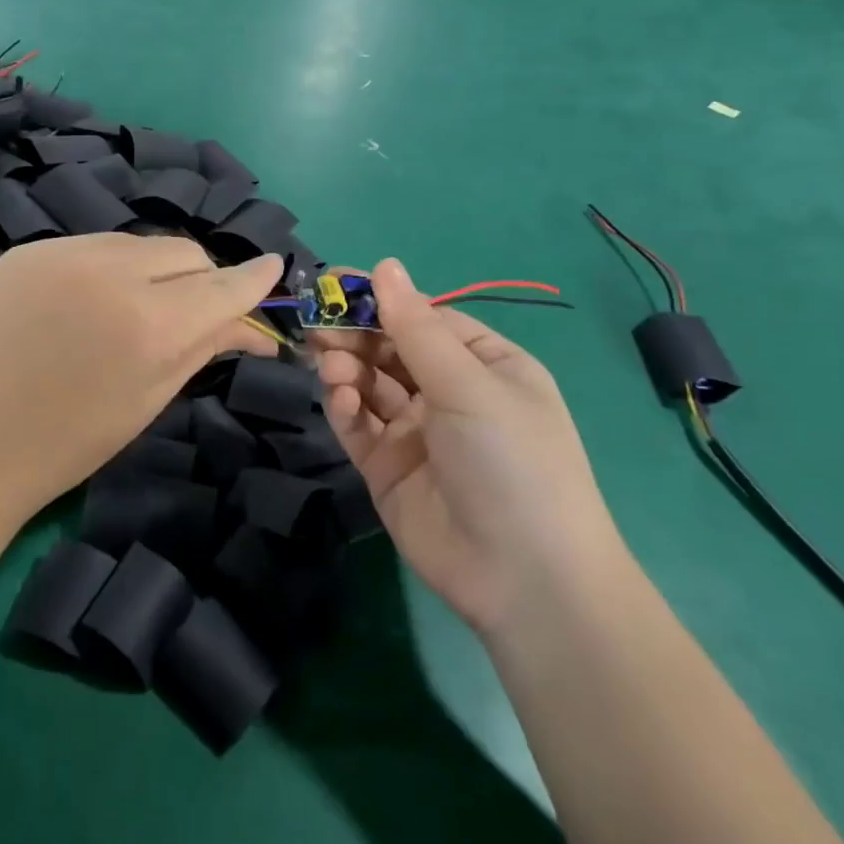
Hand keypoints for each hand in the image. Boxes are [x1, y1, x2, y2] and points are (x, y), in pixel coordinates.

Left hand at [0, 235, 282, 527]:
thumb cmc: (73, 439)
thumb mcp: (152, 396)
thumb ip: (205, 345)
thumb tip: (252, 323)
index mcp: (149, 323)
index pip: (221, 286)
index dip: (253, 279)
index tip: (273, 267)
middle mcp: (110, 272)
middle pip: (184, 252)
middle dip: (201, 278)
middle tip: (195, 310)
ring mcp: (63, 253)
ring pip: (138, 243)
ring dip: (153, 269)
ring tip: (136, 307)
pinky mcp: (29, 250)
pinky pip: (92, 247)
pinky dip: (106, 268)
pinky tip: (89, 302)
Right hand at [312, 259, 618, 634]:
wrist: (524, 579)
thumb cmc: (511, 460)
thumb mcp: (468, 384)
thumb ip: (416, 325)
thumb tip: (384, 264)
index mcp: (485, 366)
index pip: (425, 318)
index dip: (382, 301)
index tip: (336, 285)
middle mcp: (449, 393)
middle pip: (390, 348)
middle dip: (356, 334)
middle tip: (318, 325)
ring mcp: (416, 431)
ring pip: (369, 382)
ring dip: (347, 367)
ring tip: (332, 366)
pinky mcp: (386, 466)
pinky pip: (358, 423)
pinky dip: (344, 405)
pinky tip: (341, 398)